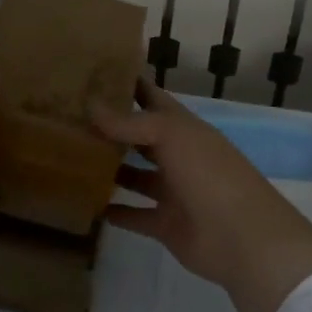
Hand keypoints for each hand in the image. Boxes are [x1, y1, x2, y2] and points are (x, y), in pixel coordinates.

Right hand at [93, 82, 311, 311]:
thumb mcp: (171, 136)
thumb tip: (91, 105)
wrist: (243, 238)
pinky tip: (85, 204)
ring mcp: (172, 191)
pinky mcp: (165, 224)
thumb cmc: (209, 174)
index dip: (128, 84)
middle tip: (68, 118)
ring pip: (134, 175)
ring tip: (70, 159)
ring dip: (109, 168)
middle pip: (139, 137)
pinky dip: (113, 211)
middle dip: (111, 129)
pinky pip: (133, 215)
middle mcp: (177, 155)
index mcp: (183, 128)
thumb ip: (130, 123)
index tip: (93, 73)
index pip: (152, 98)